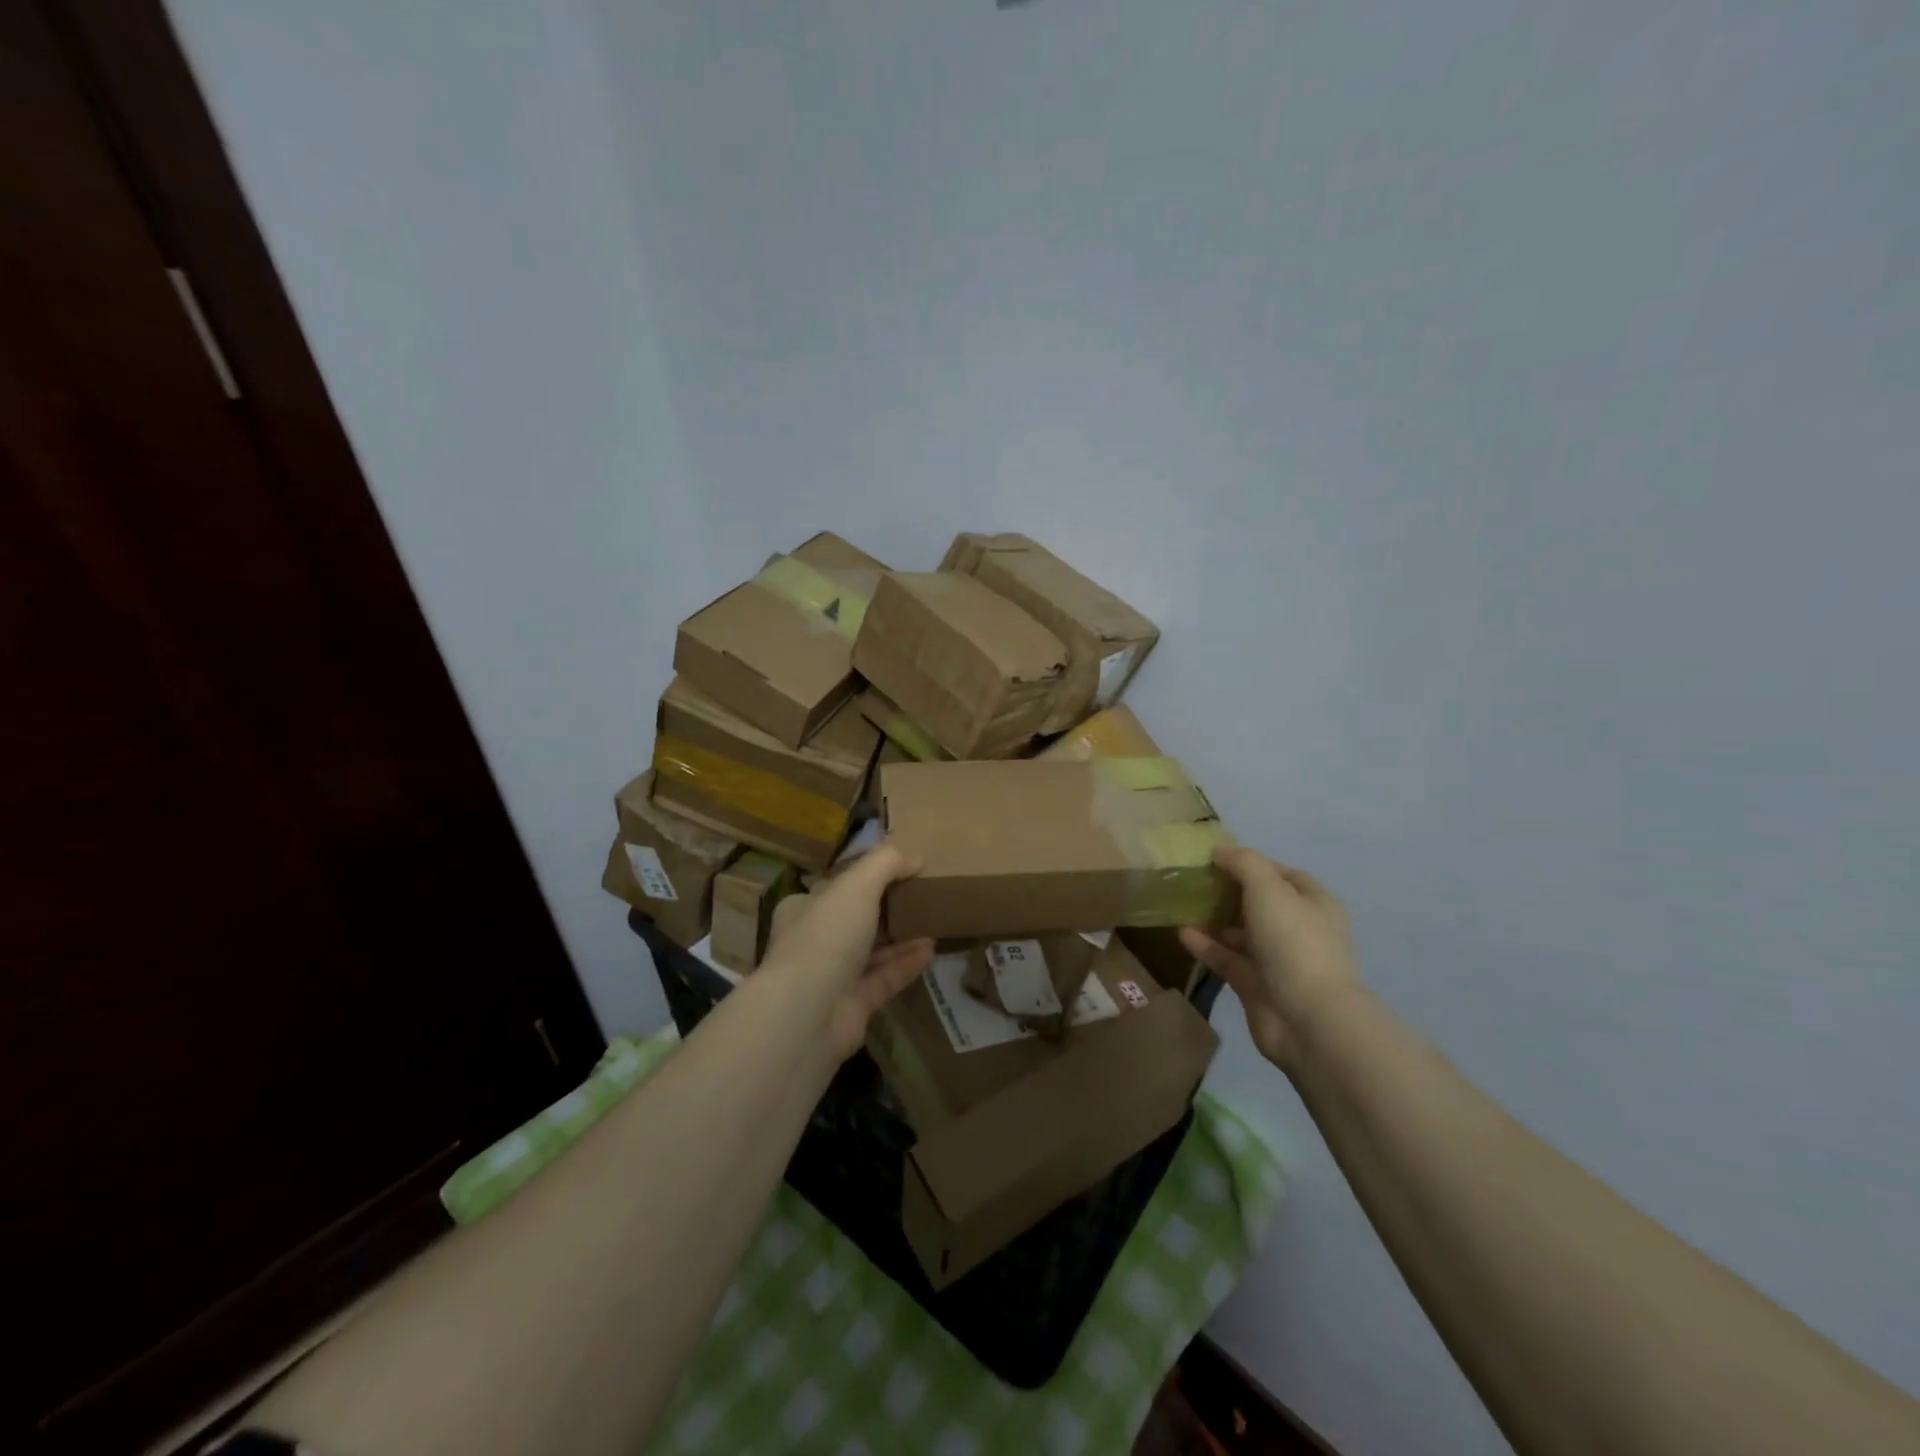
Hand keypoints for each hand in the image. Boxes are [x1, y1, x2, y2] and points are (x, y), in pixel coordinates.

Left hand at [760, 843, 933, 1060]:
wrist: (808, 1014)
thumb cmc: (826, 936)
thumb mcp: (857, 885)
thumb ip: (886, 864)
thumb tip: (915, 858)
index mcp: (802, 910)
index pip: (834, 889)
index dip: (864, 878)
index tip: (898, 871)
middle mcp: (813, 942)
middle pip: (854, 920)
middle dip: (886, 909)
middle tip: (921, 896)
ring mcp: (832, 978)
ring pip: (871, 952)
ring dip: (901, 936)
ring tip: (933, 921)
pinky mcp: (853, 1006)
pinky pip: (885, 979)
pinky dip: (906, 964)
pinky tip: (931, 950)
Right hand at [1180, 847, 1359, 1070]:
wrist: (1308, 1020)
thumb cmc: (1294, 942)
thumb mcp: (1268, 888)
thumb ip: (1244, 863)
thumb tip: (1220, 850)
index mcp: (1314, 903)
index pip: (1281, 874)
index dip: (1251, 863)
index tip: (1215, 858)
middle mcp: (1299, 930)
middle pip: (1259, 903)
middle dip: (1228, 891)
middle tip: (1193, 881)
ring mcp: (1279, 961)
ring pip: (1241, 933)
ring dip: (1214, 920)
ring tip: (1182, 906)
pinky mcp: (1257, 986)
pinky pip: (1228, 959)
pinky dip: (1207, 946)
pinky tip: (1182, 933)